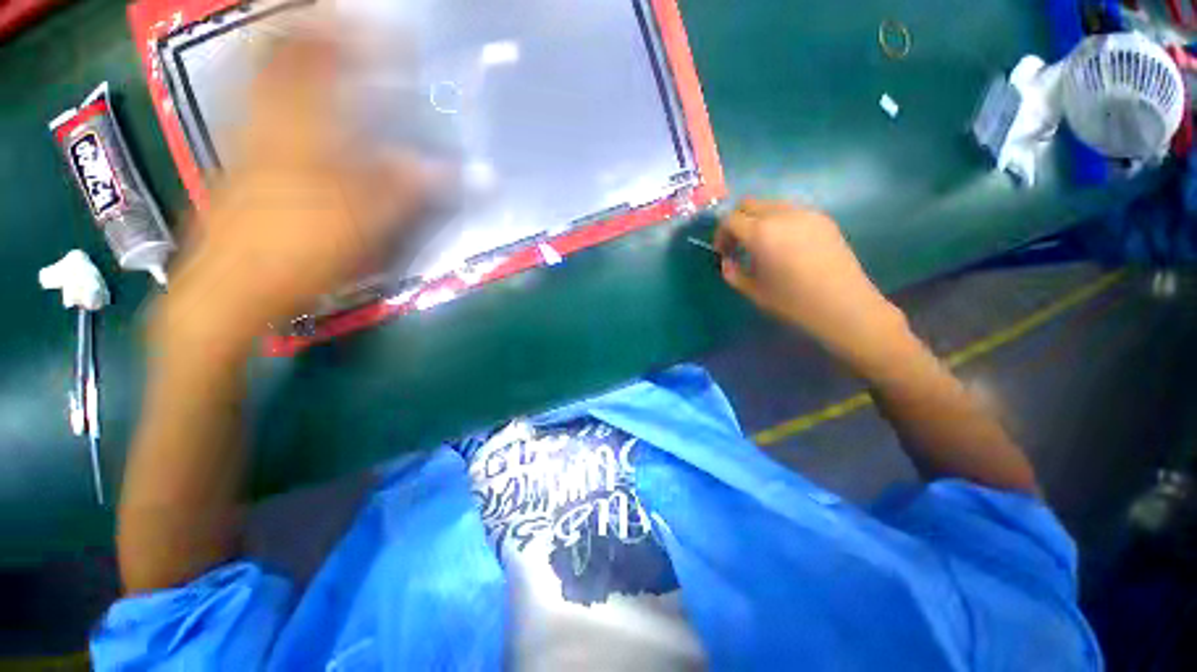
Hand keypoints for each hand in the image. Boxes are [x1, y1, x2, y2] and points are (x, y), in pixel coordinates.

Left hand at [156, 34, 429, 356]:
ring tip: (307, 38)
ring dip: (285, 53)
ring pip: (261, 81)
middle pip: (280, 59)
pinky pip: (253, 111)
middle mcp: (269, 125)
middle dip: (308, 31)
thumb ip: (406, 189)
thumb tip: (445, 168)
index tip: (385, 27)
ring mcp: (246, 143)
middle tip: (332, 18)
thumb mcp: (365, 223)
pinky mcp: (238, 166)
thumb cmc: (299, 251)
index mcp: (303, 133)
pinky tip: (284, 100)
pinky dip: (270, 91)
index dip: (356, 40)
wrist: (229, 288)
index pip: (328, 66)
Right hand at [716, 198, 907, 370]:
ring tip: (762, 246)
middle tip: (738, 245)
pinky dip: (778, 222)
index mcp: (761, 233)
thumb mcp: (753, 291)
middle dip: (737, 221)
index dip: (721, 234)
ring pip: (770, 204)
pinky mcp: (823, 219)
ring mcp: (806, 213)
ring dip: (758, 220)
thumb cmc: (793, 302)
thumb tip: (727, 261)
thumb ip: (733, 273)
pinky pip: (791, 211)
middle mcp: (782, 214)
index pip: (730, 219)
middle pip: (749, 204)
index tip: (723, 252)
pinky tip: (785, 246)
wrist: (843, 305)